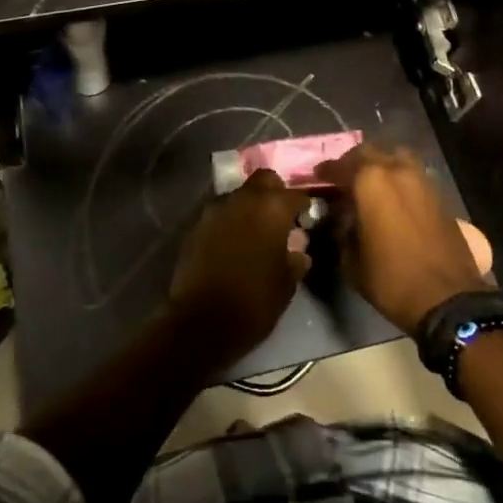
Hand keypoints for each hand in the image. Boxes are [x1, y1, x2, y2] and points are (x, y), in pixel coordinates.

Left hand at [167, 169, 311, 369]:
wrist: (201, 322)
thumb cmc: (254, 302)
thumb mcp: (287, 284)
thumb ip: (296, 258)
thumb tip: (298, 248)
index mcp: (272, 209)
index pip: (295, 194)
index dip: (304, 206)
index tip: (306, 219)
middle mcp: (243, 199)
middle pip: (264, 180)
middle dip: (275, 192)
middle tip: (280, 217)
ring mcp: (216, 209)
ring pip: (240, 194)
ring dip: (250, 206)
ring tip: (256, 231)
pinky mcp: (196, 225)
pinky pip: (221, 213)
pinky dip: (231, 221)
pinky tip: (234, 243)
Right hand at [316, 144, 488, 333]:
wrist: (447, 298)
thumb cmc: (391, 279)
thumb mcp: (351, 260)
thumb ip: (342, 230)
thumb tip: (342, 218)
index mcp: (370, 181)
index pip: (341, 165)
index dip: (326, 170)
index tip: (317, 176)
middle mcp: (397, 170)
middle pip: (370, 152)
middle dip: (353, 162)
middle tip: (343, 177)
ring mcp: (422, 179)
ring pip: (396, 157)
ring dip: (381, 165)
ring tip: (370, 183)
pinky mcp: (439, 194)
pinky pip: (413, 174)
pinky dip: (400, 178)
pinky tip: (393, 198)